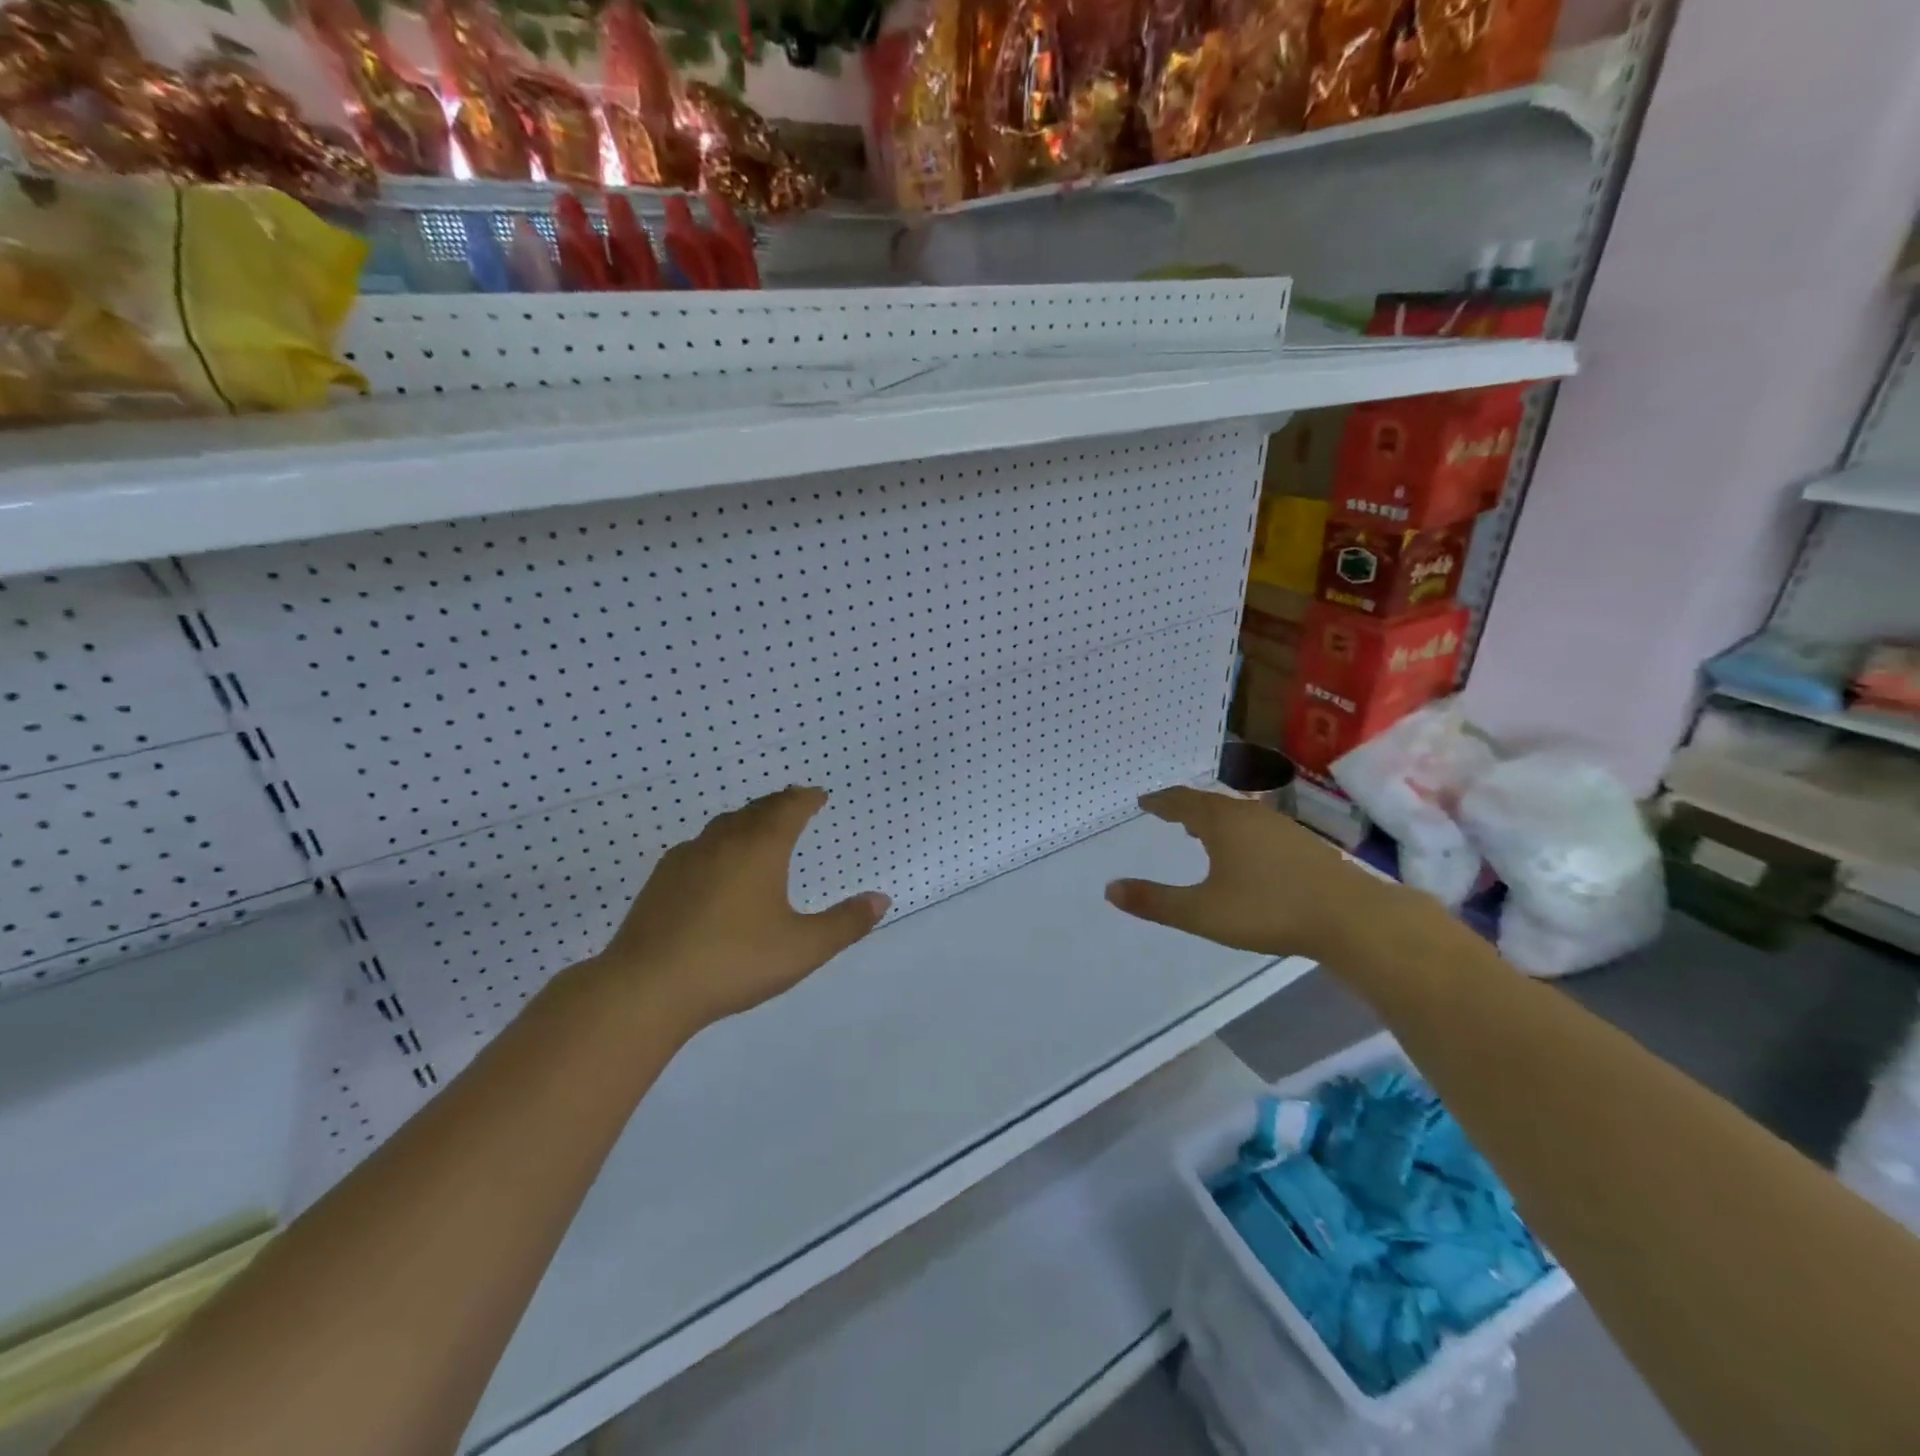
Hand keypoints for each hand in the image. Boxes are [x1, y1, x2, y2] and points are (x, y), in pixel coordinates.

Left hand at [591, 786, 888, 1033]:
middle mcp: (723, 842)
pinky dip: (719, 843)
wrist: (647, 987)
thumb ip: (845, 924)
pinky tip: (715, 865)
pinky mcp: (661, 880)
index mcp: (760, 849)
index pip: (788, 808)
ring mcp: (686, 858)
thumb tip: (881, 900)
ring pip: (723, 825)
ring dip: (747, 820)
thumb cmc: (734, 961)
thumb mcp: (802, 948)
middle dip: (778, 804)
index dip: (806, 799)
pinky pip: (699, 846)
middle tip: (793, 804)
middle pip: (755, 810)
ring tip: (758, 829)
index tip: (818, 795)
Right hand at [1105, 786, 1393, 961]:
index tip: (1145, 801)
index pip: (1181, 802)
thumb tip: (1110, 889)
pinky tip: (1243, 851)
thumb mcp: (1202, 912)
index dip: (1160, 802)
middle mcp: (1249, 814)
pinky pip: (1256, 824)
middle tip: (1167, 812)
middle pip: (1209, 802)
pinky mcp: (1302, 842)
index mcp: (1221, 822)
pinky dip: (1236, 829)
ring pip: (1235, 812)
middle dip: (1184, 806)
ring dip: (1212, 817)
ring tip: (1198, 830)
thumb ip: (1155, 902)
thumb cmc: (1268, 909)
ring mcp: (1279, 826)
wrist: (1350, 917)